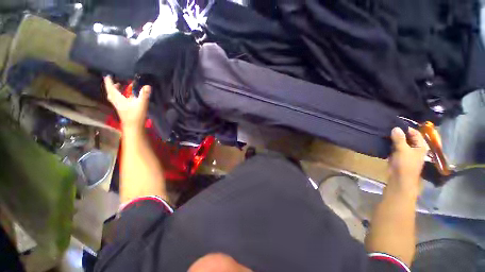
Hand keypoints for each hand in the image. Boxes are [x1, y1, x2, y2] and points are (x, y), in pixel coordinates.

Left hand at [104, 76, 150, 130]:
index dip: (109, 81)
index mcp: (119, 99)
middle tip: (113, 80)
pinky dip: (119, 96)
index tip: (107, 75)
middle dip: (111, 86)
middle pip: (111, 93)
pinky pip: (118, 100)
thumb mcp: (141, 104)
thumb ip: (144, 95)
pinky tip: (125, 96)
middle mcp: (117, 102)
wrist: (134, 127)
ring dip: (114, 91)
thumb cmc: (136, 115)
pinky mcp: (122, 110)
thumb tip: (147, 86)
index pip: (111, 88)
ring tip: (119, 86)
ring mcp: (119, 107)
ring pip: (113, 97)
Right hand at [388, 127, 427, 194]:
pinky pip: (394, 146)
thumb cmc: (405, 165)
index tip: (394, 124)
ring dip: (393, 138)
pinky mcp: (397, 155)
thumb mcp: (403, 150)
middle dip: (398, 132)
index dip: (406, 128)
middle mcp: (414, 147)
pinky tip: (383, 139)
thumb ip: (399, 139)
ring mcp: (405, 151)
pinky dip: (389, 143)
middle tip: (387, 127)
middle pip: (406, 136)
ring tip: (383, 132)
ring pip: (399, 141)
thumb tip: (395, 127)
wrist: (399, 179)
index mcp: (420, 145)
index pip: (414, 132)